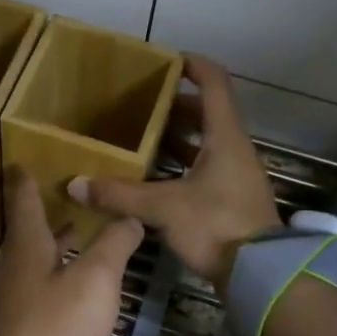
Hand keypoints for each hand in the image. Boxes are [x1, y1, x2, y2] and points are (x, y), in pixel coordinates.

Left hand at [0, 168, 143, 335]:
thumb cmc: (56, 325)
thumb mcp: (96, 279)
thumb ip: (114, 244)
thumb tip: (130, 216)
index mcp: (27, 245)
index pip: (23, 200)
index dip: (26, 180)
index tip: (24, 163)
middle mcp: (13, 266)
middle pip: (27, 231)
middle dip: (43, 212)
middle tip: (63, 196)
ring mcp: (12, 297)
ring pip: (33, 259)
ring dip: (52, 244)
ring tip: (74, 233)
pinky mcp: (18, 324)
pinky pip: (37, 285)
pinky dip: (54, 273)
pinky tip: (70, 284)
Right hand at [65, 55, 279, 292]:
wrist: (260, 274)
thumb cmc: (217, 226)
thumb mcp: (164, 208)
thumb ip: (121, 195)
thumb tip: (76, 185)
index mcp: (224, 137)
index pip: (214, 84)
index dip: (193, 66)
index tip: (167, 61)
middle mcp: (233, 149)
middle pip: (206, 114)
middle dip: (174, 107)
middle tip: (140, 105)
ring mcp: (235, 175)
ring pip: (204, 144)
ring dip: (176, 139)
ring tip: (140, 138)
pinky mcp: (231, 200)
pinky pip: (204, 169)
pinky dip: (180, 166)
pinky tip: (153, 178)